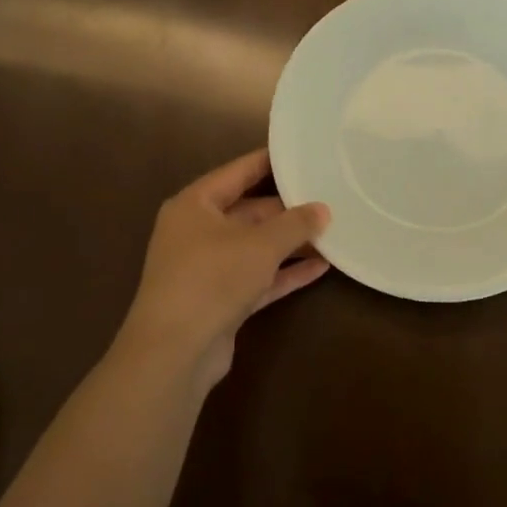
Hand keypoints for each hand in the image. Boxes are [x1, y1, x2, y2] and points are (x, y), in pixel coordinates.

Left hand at [115, 149, 330, 389]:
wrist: (174, 352)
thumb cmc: (212, 279)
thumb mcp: (260, 245)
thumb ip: (295, 224)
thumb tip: (322, 209)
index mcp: (195, 205)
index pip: (237, 173)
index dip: (268, 162)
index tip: (300, 153)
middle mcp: (197, 232)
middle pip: (248, 211)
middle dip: (287, 209)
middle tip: (327, 197)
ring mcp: (207, 269)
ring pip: (255, 247)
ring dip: (290, 243)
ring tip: (331, 231)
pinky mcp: (220, 301)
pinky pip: (258, 278)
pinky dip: (285, 272)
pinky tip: (321, 268)